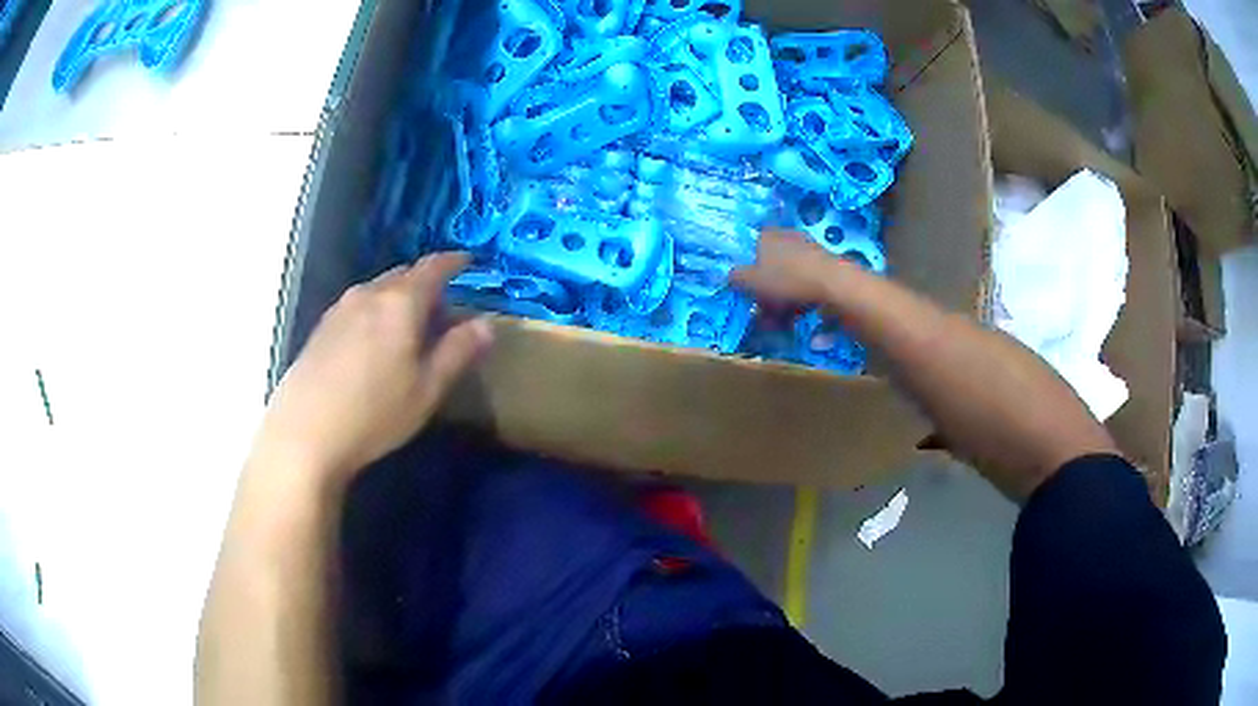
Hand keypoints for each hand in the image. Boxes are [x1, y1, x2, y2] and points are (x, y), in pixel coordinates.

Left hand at [256, 253, 493, 486]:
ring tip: (410, 324)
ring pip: (379, 290)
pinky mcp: (322, 327)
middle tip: (443, 307)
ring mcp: (340, 308)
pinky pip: (359, 305)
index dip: (454, 261)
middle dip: (426, 282)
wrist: (305, 433)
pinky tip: (375, 340)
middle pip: (404, 275)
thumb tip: (486, 323)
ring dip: (399, 297)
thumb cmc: (374, 414)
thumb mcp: (427, 389)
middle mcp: (369, 294)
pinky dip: (376, 310)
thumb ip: (457, 352)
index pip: (433, 267)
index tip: (469, 262)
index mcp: (401, 302)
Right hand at [731, 229, 857, 305]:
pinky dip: (801, 300)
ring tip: (782, 322)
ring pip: (789, 278)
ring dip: (783, 301)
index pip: (752, 249)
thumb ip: (736, 278)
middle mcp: (788, 238)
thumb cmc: (787, 280)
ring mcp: (810, 251)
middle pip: (772, 267)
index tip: (750, 293)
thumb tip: (731, 276)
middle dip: (767, 293)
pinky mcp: (826, 267)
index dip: (749, 272)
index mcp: (768, 235)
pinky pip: (807, 285)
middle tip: (765, 314)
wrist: (834, 285)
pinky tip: (801, 317)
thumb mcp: (750, 281)